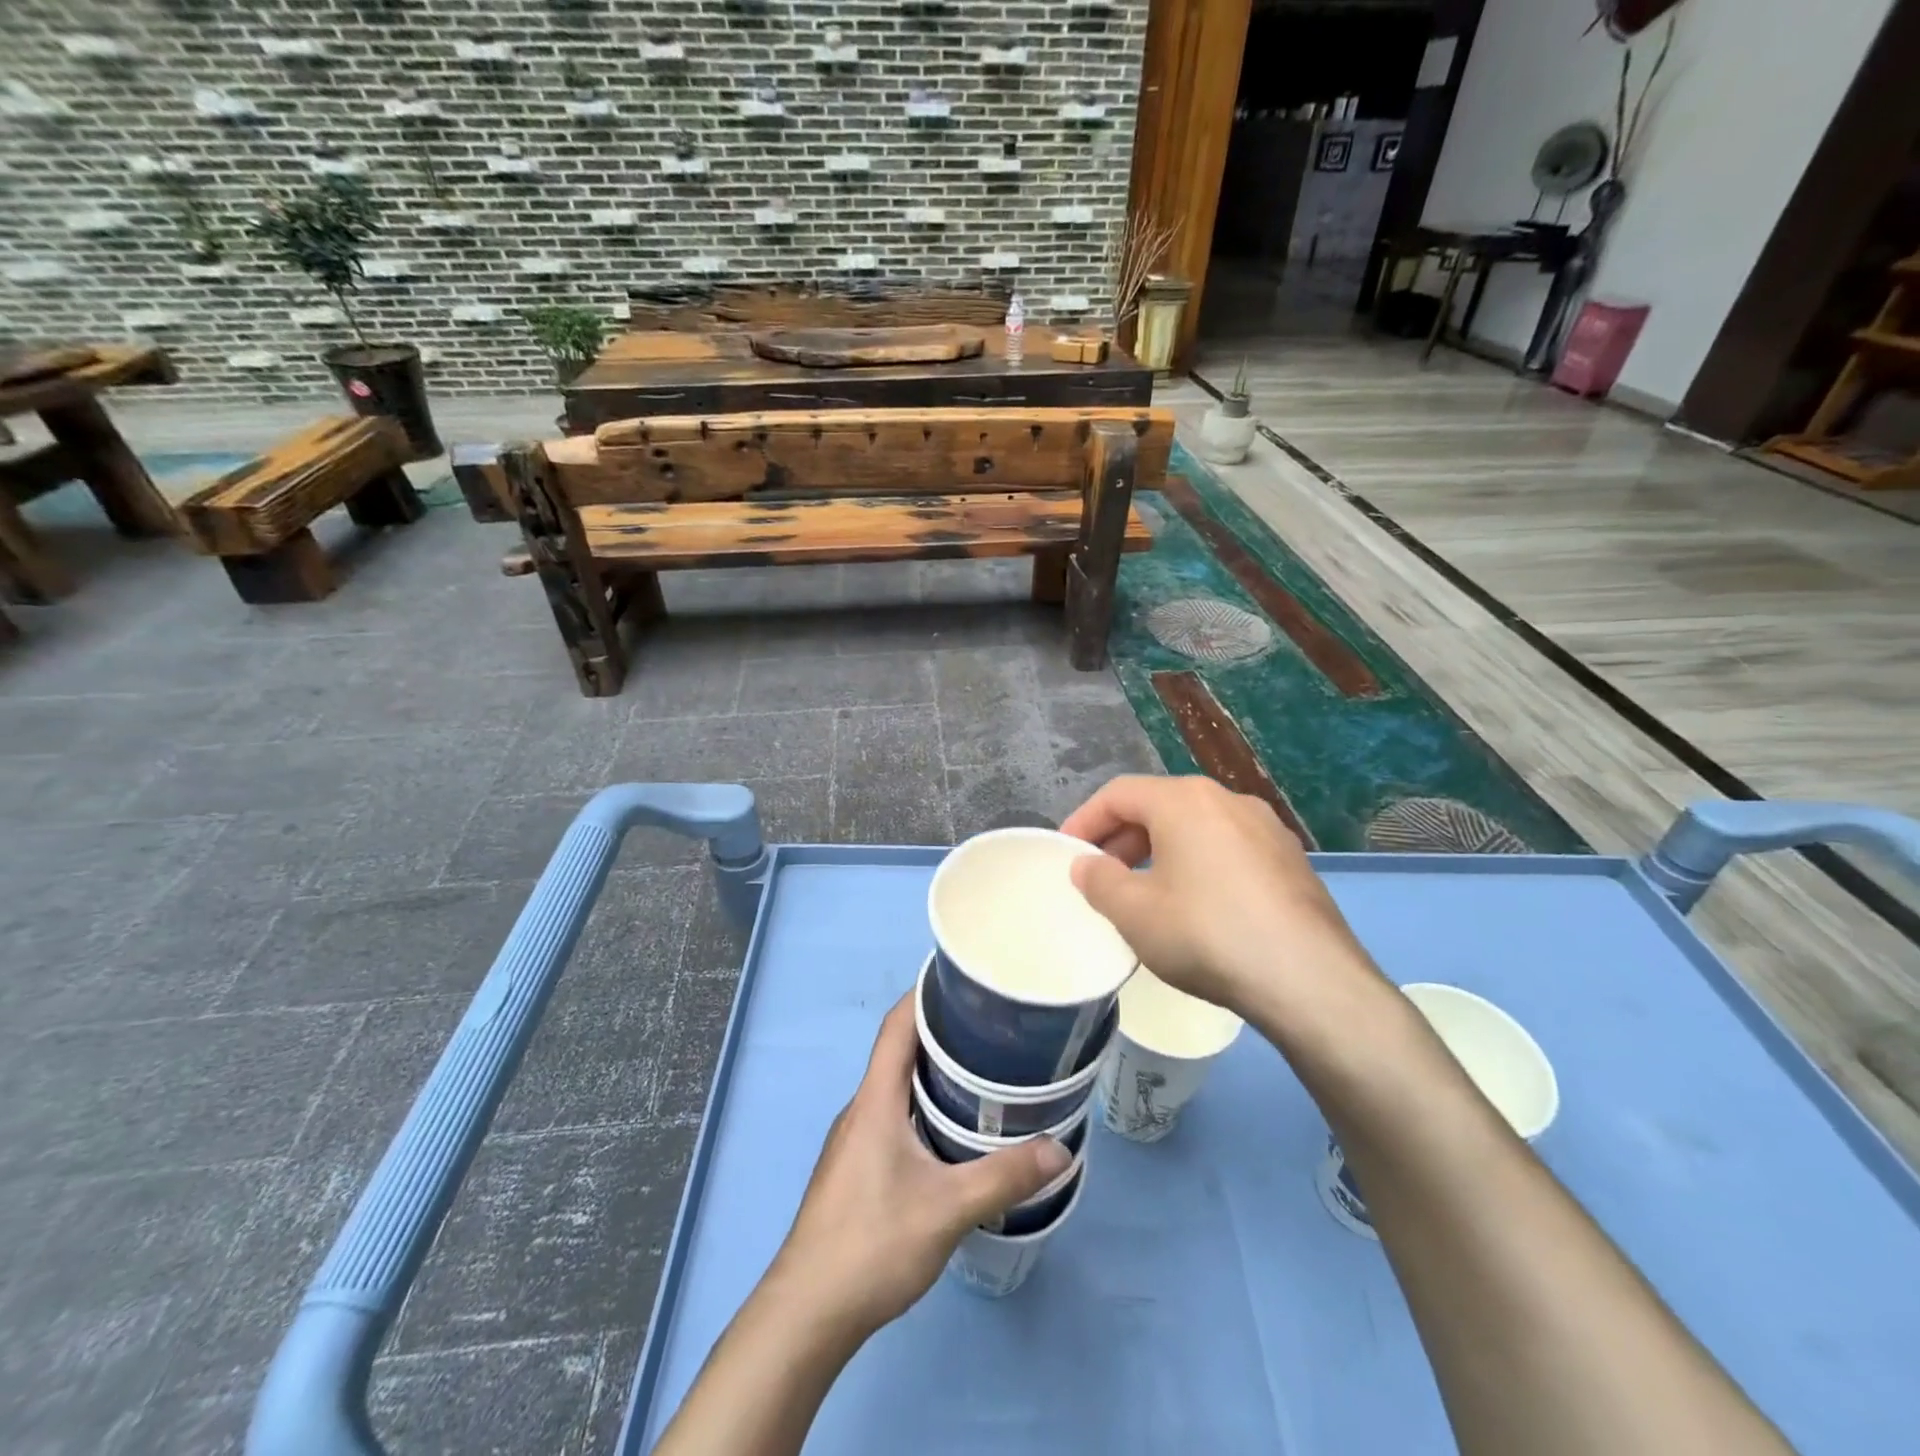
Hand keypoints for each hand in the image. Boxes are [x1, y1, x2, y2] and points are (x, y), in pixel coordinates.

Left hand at [767, 996, 1070, 1346]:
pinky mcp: (857, 1167)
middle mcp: (862, 1108)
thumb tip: (1061, 1150)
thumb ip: (1004, 1177)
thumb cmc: (872, 1244)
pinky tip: (954, 1130)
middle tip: (993, 1028)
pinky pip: (894, 1114)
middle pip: (900, 1050)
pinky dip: (924, 1104)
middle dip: (943, 1032)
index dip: (926, 993)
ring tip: (984, 1072)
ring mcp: (855, 1139)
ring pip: (897, 1086)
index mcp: (875, 1099)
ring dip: (935, 1072)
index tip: (965, 979)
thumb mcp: (947, 1209)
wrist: (807, 1312)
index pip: (897, 1025)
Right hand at [1061, 775, 1387, 1037]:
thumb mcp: (1135, 913)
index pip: (1119, 794)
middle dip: (1122, 838)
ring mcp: (1266, 828)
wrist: (1309, 979)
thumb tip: (1087, 865)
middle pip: (1159, 806)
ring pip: (1196, 827)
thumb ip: (1100, 882)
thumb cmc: (1206, 934)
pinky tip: (1196, 907)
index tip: (1067, 853)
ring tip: (1144, 893)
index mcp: (1184, 801)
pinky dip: (1197, 864)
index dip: (1085, 820)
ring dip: (1159, 852)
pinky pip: (1228, 848)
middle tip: (1102, 876)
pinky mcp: (1291, 860)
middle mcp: (1227, 800)